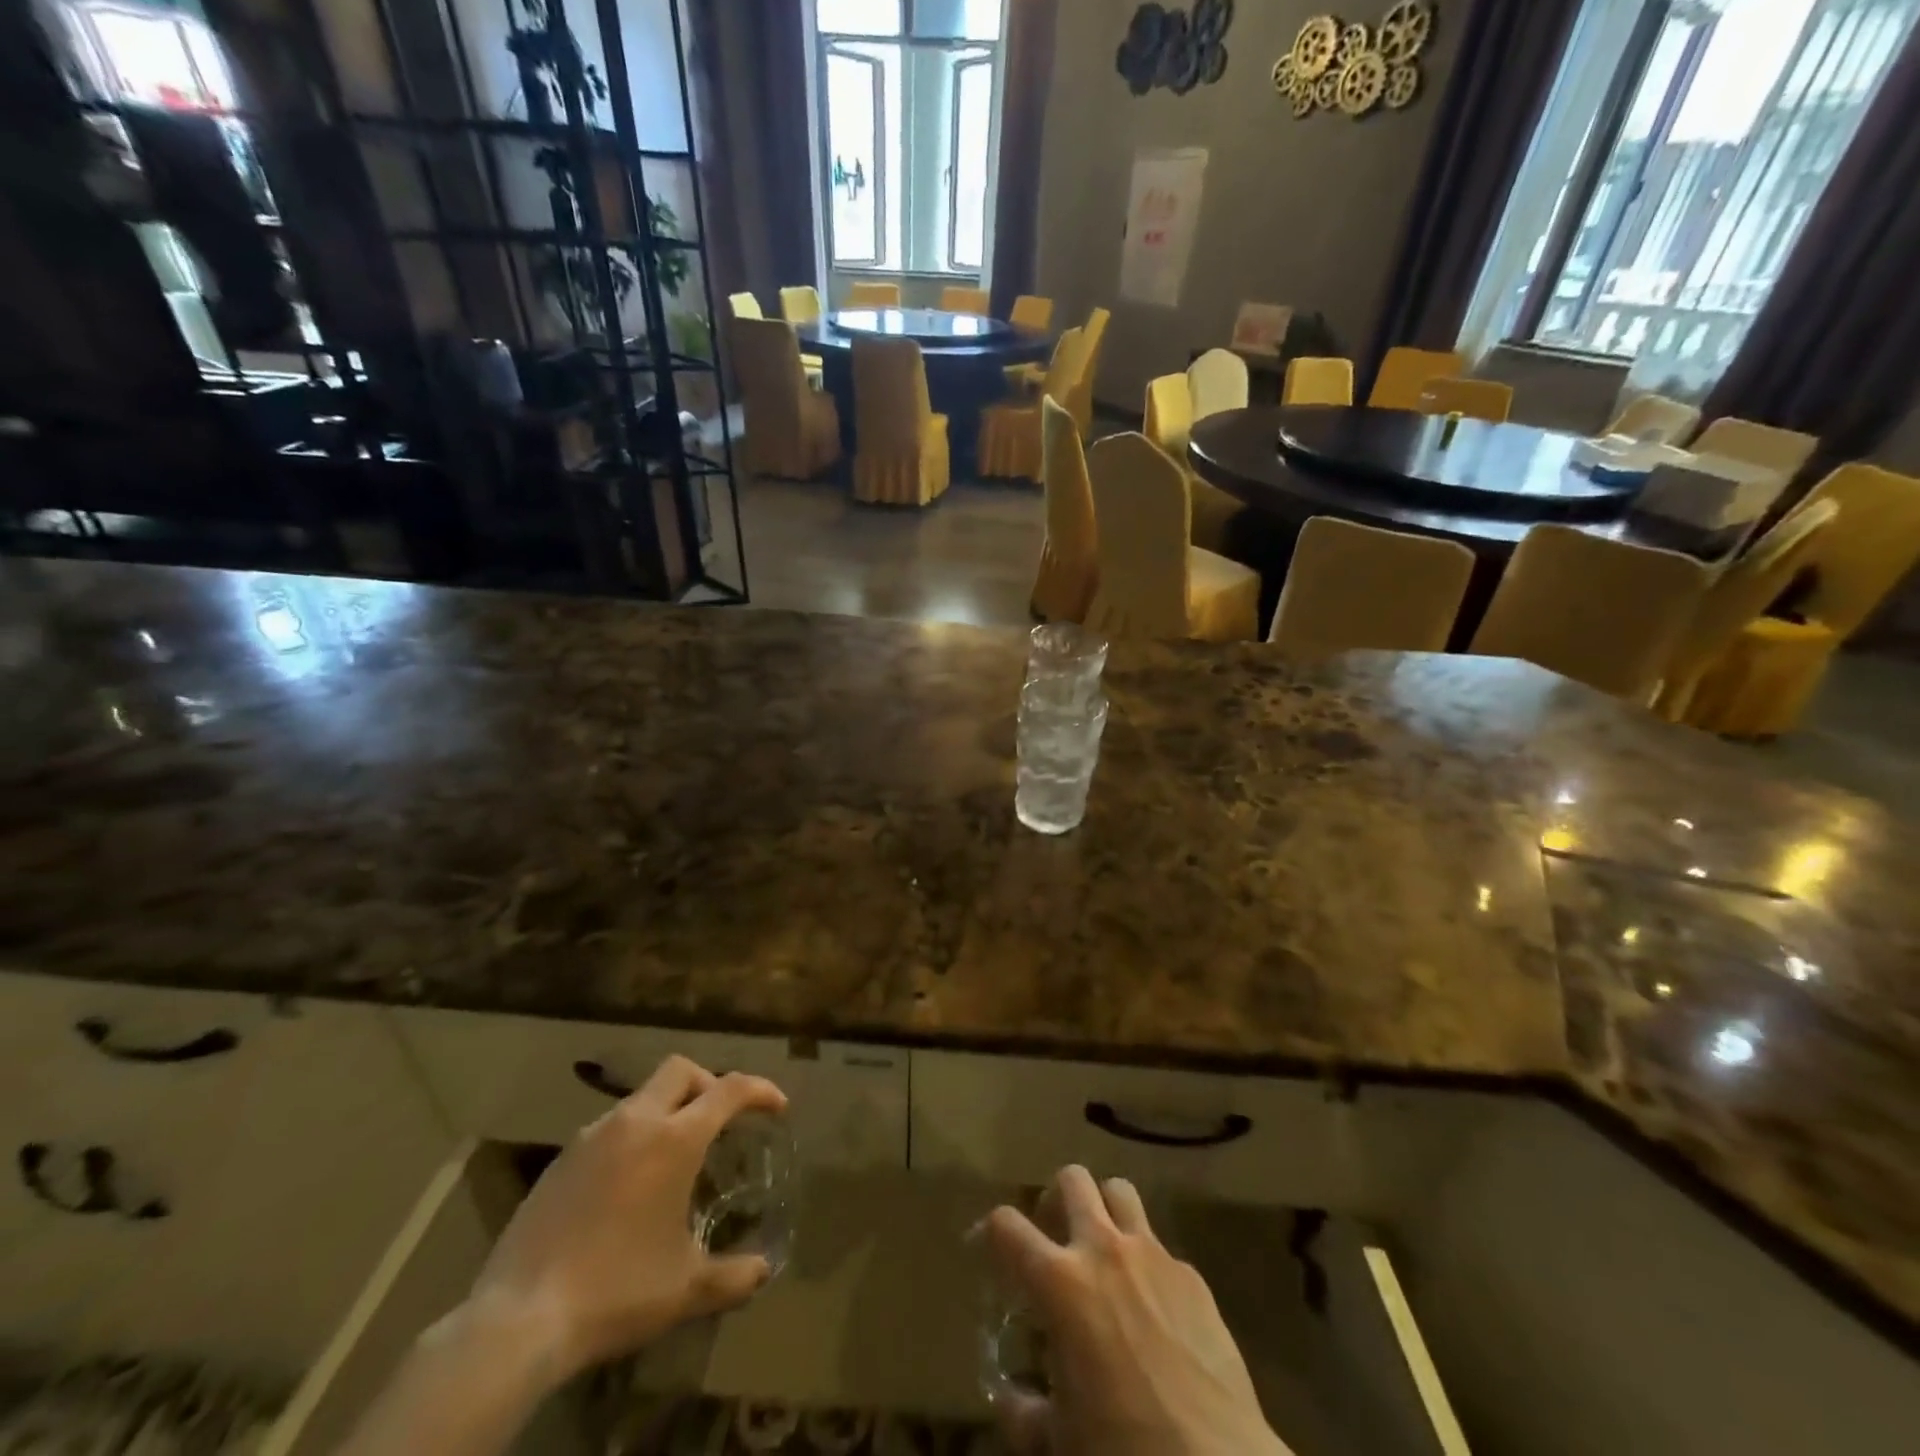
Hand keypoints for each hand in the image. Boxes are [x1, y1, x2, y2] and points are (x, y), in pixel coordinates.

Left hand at [460, 1055, 788, 1387]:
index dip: (760, 1090)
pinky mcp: (560, 1160)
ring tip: (674, 1156)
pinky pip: (609, 1127)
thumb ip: (733, 1275)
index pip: (729, 1089)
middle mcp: (635, 1122)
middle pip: (680, 1070)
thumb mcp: (685, 1289)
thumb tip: (764, 1271)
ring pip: (641, 1096)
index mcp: (674, 1139)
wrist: (518, 1320)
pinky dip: (632, 1136)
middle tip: (720, 1119)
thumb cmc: (616, 1290)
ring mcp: (591, 1136)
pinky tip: (628, 1184)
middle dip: (708, 1083)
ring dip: (667, 1109)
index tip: (777, 1106)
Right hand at [982, 1166, 1292, 1455]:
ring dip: (1103, 1209)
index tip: (984, 1248)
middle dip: (1054, 1199)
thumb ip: (1025, 1414)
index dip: (988, 1231)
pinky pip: (1160, 1247)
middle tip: (1052, 1236)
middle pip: (1071, 1180)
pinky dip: (1145, 1263)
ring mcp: (1153, 1255)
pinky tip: (1152, 1308)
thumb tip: (1012, 1400)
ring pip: (1119, 1190)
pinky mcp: (1192, 1275)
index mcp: (1060, 1283)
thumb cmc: (1124, 1454)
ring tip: (1101, 1249)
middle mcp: (1103, 1249)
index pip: (1006, 1226)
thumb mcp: (1058, 1444)